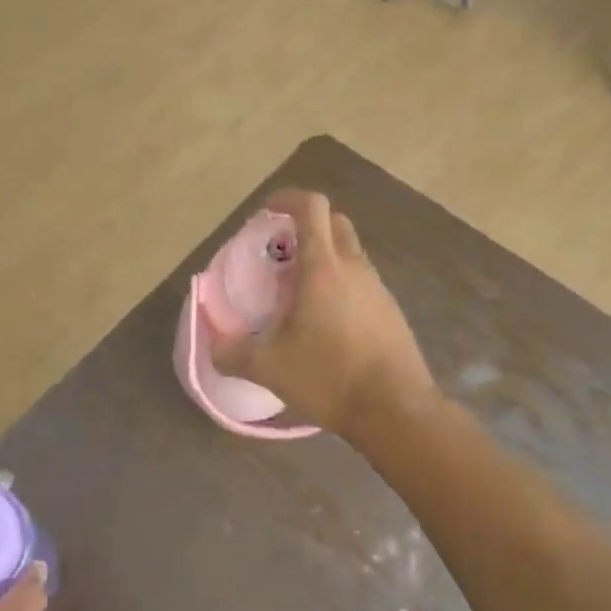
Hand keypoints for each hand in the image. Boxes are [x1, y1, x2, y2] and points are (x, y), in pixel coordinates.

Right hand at [208, 189, 436, 442]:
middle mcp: (355, 268)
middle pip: (335, 223)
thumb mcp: (268, 367)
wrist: (396, 411)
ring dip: (324, 257)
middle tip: (280, 251)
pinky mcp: (391, 312)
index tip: (266, 212)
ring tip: (297, 291)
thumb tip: (214, 346)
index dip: (287, 199)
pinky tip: (324, 322)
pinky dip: (340, 284)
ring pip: (350, 253)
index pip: (312, 207)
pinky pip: (361, 282)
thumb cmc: (329, 376)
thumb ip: (232, 353)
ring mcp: (378, 289)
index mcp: (324, 268)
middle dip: (306, 225)